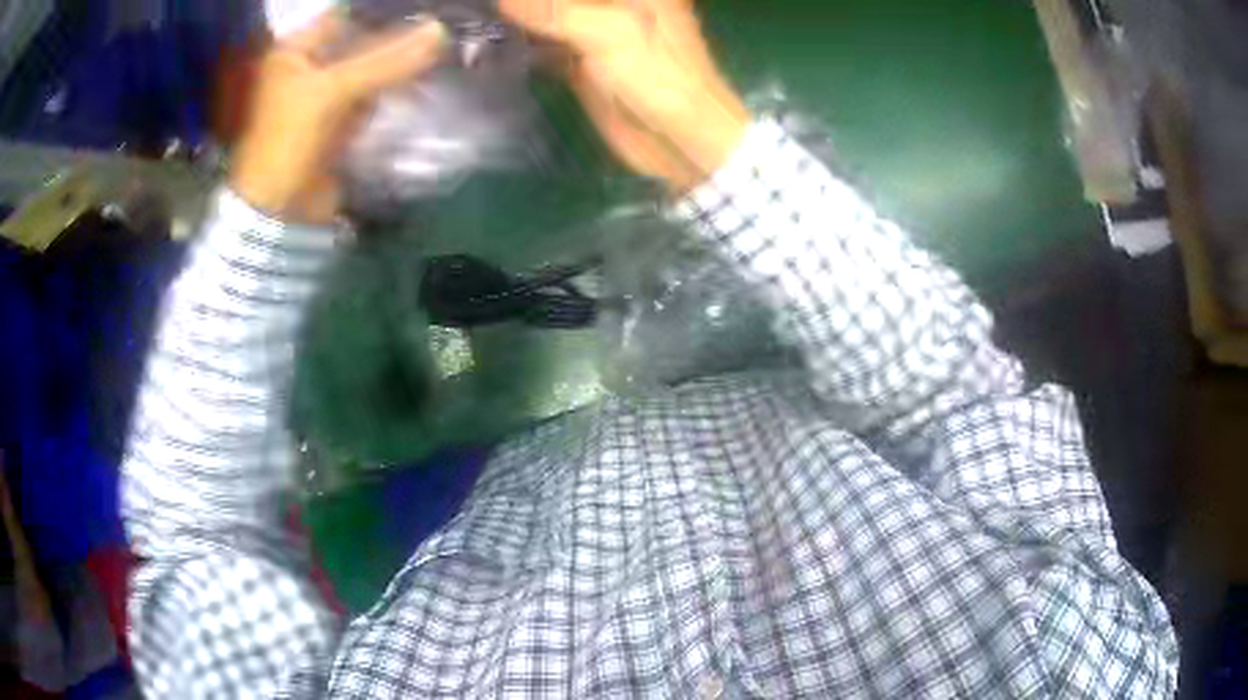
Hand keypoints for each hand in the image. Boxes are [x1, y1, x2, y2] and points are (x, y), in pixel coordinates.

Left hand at [230, 12, 445, 224]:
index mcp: (296, 51)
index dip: (383, 10)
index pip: (346, 15)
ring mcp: (327, 94)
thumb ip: (386, 61)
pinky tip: (426, 72)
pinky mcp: (342, 120)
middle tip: (441, 23)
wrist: (279, 213)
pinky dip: (396, 86)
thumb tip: (441, 31)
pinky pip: (374, 93)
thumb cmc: (288, 142)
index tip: (425, 6)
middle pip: (361, 39)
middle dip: (399, 33)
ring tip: (443, 42)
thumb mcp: (332, 92)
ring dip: (401, 60)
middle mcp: (311, 66)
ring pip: (371, 66)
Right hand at [500, 0, 749, 193]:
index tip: (507, 3)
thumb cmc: (658, 75)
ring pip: (550, 15)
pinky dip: (523, 40)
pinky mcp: (582, 58)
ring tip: (481, 19)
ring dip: (521, 19)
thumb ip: (554, 9)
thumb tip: (503, 1)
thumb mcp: (608, 32)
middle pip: (560, 0)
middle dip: (527, 5)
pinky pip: (546, 41)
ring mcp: (597, 29)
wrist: (680, 138)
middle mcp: (615, 3)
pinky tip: (495, 43)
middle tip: (485, 9)